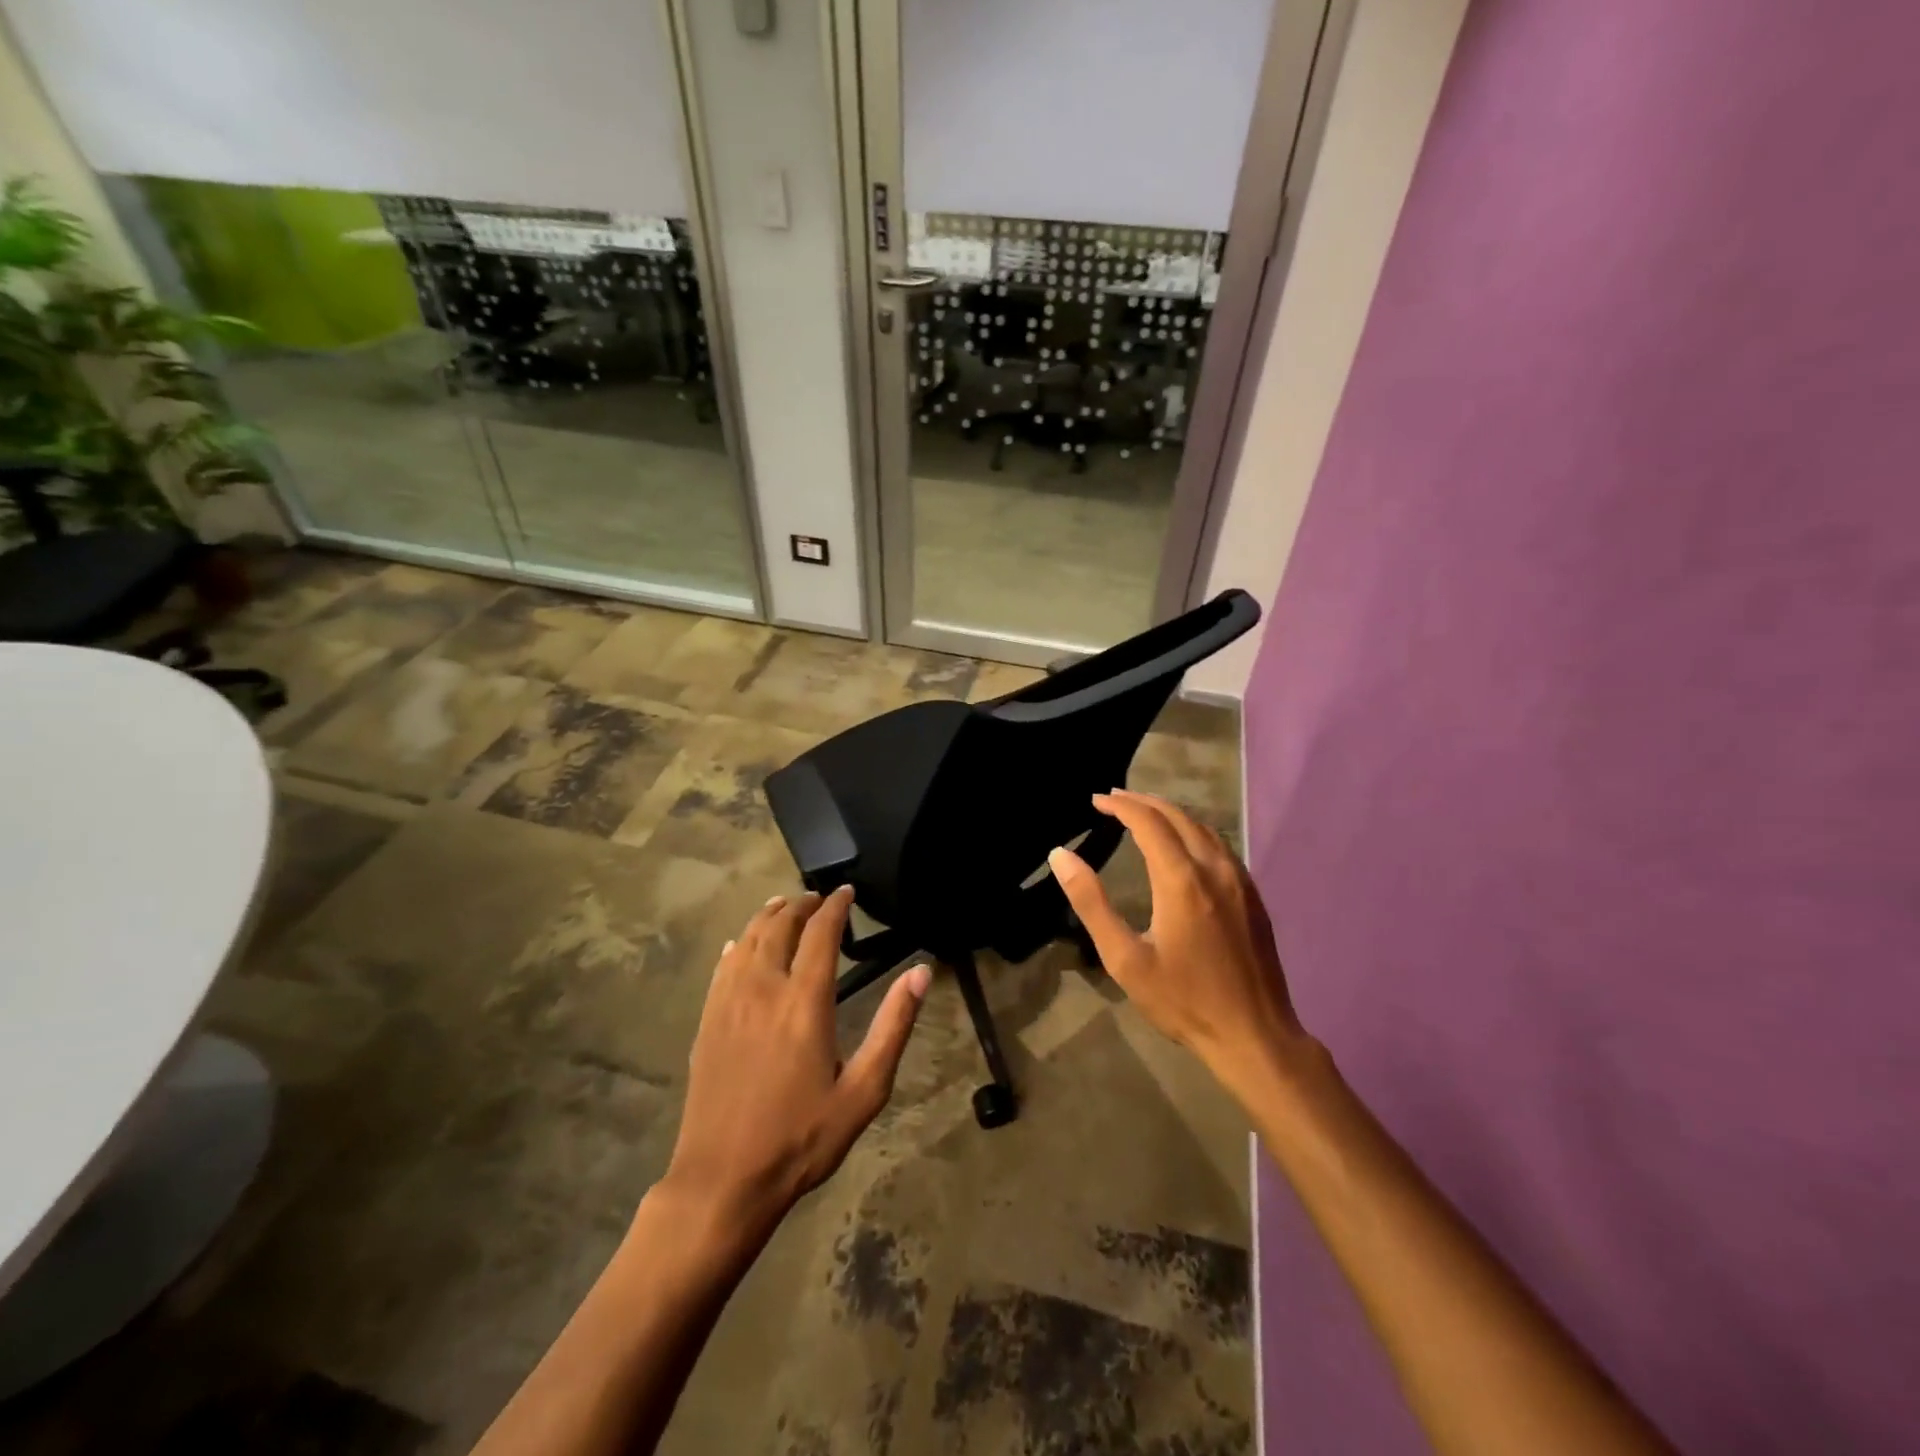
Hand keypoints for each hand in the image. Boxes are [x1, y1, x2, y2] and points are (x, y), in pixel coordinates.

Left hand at [661, 886, 929, 1240]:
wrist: (724, 1180)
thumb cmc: (802, 1137)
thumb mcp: (864, 1090)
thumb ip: (893, 1026)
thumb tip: (920, 972)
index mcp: (804, 1001)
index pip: (820, 933)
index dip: (835, 906)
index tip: (847, 891)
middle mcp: (764, 989)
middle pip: (780, 927)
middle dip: (801, 904)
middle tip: (818, 897)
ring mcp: (729, 1003)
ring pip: (748, 939)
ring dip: (768, 916)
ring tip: (784, 905)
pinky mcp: (708, 1021)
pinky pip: (723, 966)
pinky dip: (738, 944)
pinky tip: (741, 944)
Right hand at [1048, 790, 1310, 1094]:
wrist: (1254, 1035)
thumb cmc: (1183, 1000)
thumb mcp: (1125, 958)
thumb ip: (1091, 902)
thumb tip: (1060, 855)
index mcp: (1181, 880)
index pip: (1148, 822)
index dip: (1120, 805)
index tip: (1096, 800)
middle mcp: (1214, 868)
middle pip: (1178, 816)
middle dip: (1143, 802)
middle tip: (1114, 799)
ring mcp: (1240, 881)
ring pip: (1204, 828)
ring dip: (1170, 813)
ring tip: (1143, 814)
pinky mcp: (1252, 896)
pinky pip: (1220, 846)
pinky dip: (1194, 831)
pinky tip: (1183, 844)